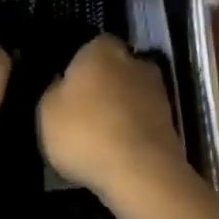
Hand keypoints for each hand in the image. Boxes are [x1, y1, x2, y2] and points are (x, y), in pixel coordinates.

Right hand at [38, 35, 184, 205]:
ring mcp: (158, 94)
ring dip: (121, 108)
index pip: (92, 44)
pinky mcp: (172, 125)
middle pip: (117, 68)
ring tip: (100, 135)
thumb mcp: (46, 110)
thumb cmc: (85, 132)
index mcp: (102, 51)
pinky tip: (118, 151)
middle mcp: (134, 63)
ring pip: (132, 94)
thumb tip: (63, 84)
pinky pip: (144, 121)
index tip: (69, 83)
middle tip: (84, 108)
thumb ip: (54, 90)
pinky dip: (133, 131)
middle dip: (105, 83)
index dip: (80, 62)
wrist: (141, 174)